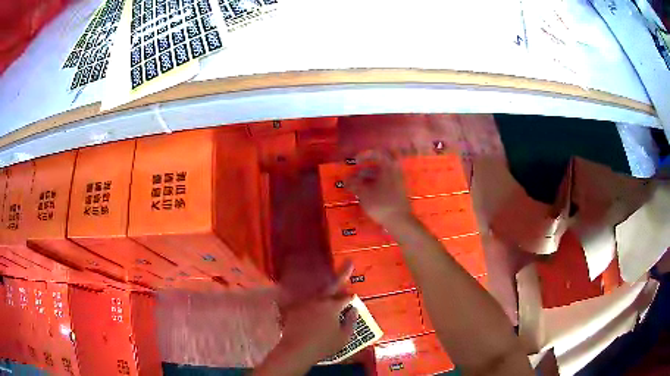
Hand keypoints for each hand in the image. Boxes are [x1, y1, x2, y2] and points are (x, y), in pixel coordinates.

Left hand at [255, 263, 357, 374]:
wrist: (296, 350)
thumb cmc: (323, 346)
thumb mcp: (343, 337)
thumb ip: (351, 322)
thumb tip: (354, 309)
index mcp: (332, 307)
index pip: (346, 298)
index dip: (351, 298)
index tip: (354, 297)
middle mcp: (319, 300)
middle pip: (332, 285)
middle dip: (343, 273)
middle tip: (350, 261)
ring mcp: (305, 303)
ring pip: (318, 293)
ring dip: (326, 290)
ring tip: (330, 287)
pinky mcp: (294, 309)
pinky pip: (305, 302)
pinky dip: (311, 302)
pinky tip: (311, 306)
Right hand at [346, 151, 412, 225]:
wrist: (400, 221)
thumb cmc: (381, 204)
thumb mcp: (364, 193)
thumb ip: (354, 184)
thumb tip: (345, 179)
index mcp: (389, 166)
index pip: (377, 153)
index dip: (364, 155)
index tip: (355, 161)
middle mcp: (395, 171)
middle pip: (379, 165)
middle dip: (365, 169)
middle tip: (355, 175)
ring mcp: (398, 181)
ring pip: (381, 174)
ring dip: (369, 178)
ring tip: (357, 186)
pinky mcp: (398, 191)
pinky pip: (385, 182)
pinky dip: (375, 184)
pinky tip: (367, 193)